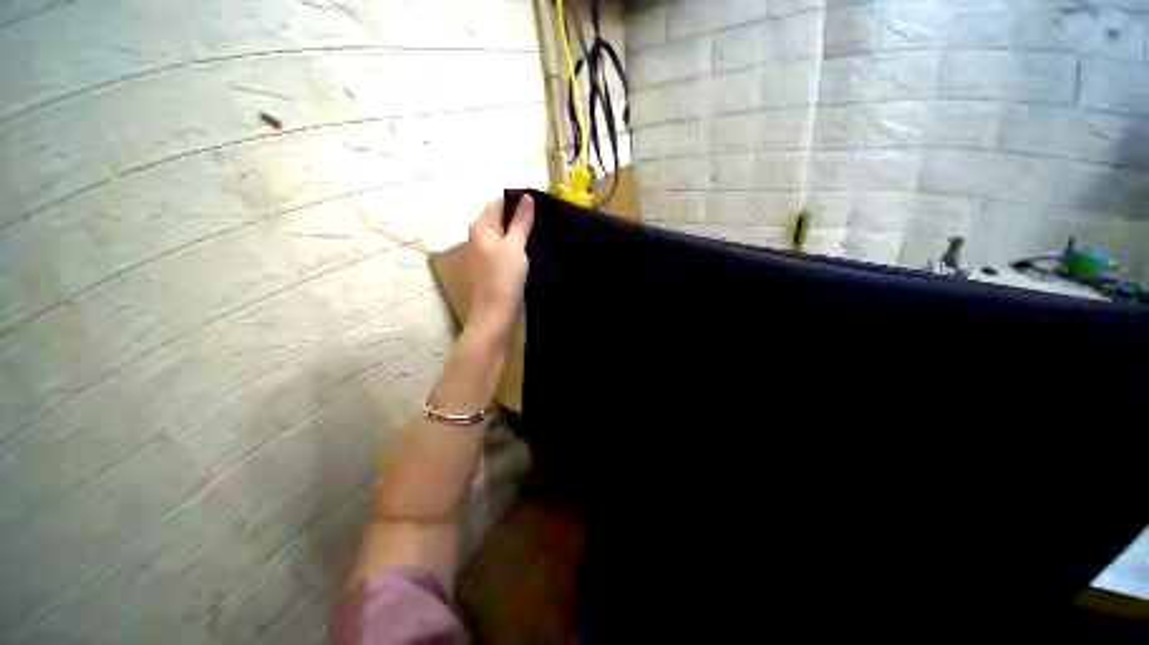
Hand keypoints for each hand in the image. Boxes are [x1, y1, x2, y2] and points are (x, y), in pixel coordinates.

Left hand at [467, 195, 533, 331]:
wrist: (498, 312)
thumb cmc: (504, 277)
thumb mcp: (514, 245)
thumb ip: (521, 221)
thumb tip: (527, 197)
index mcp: (482, 227)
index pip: (500, 203)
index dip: (519, 200)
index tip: (543, 201)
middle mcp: (483, 236)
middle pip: (505, 218)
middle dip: (524, 216)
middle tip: (548, 215)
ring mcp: (491, 251)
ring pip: (510, 233)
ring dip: (525, 231)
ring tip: (546, 227)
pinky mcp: (499, 264)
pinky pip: (512, 247)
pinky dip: (523, 244)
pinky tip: (538, 243)